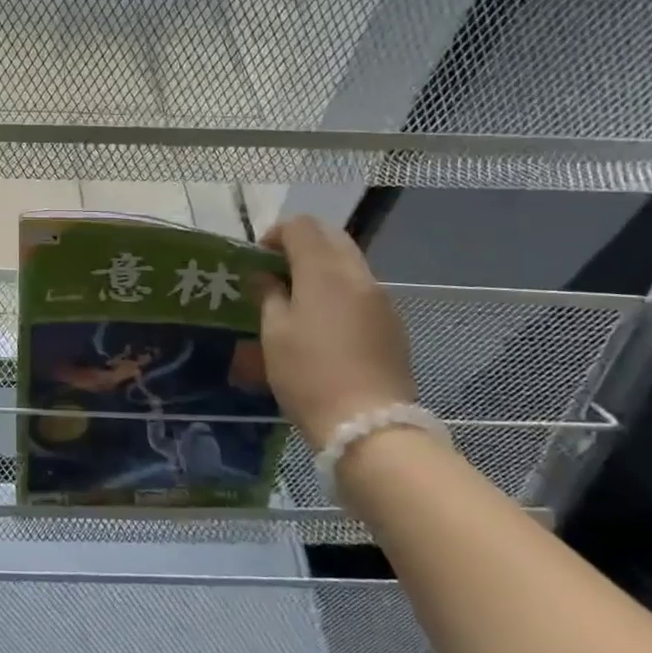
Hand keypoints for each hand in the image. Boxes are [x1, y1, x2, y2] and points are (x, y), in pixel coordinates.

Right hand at [256, 217, 417, 449]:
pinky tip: (325, 322)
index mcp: (324, 271)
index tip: (258, 259)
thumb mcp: (274, 333)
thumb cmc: (309, 375)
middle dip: (301, 243)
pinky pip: (362, 288)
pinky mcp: (393, 323)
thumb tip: (267, 277)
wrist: (370, 426)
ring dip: (322, 266)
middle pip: (330, 236)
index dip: (275, 234)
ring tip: (298, 297)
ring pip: (349, 261)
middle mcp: (357, 275)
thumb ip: (269, 295)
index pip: (301, 226)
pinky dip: (339, 288)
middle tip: (277, 270)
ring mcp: (381, 298)